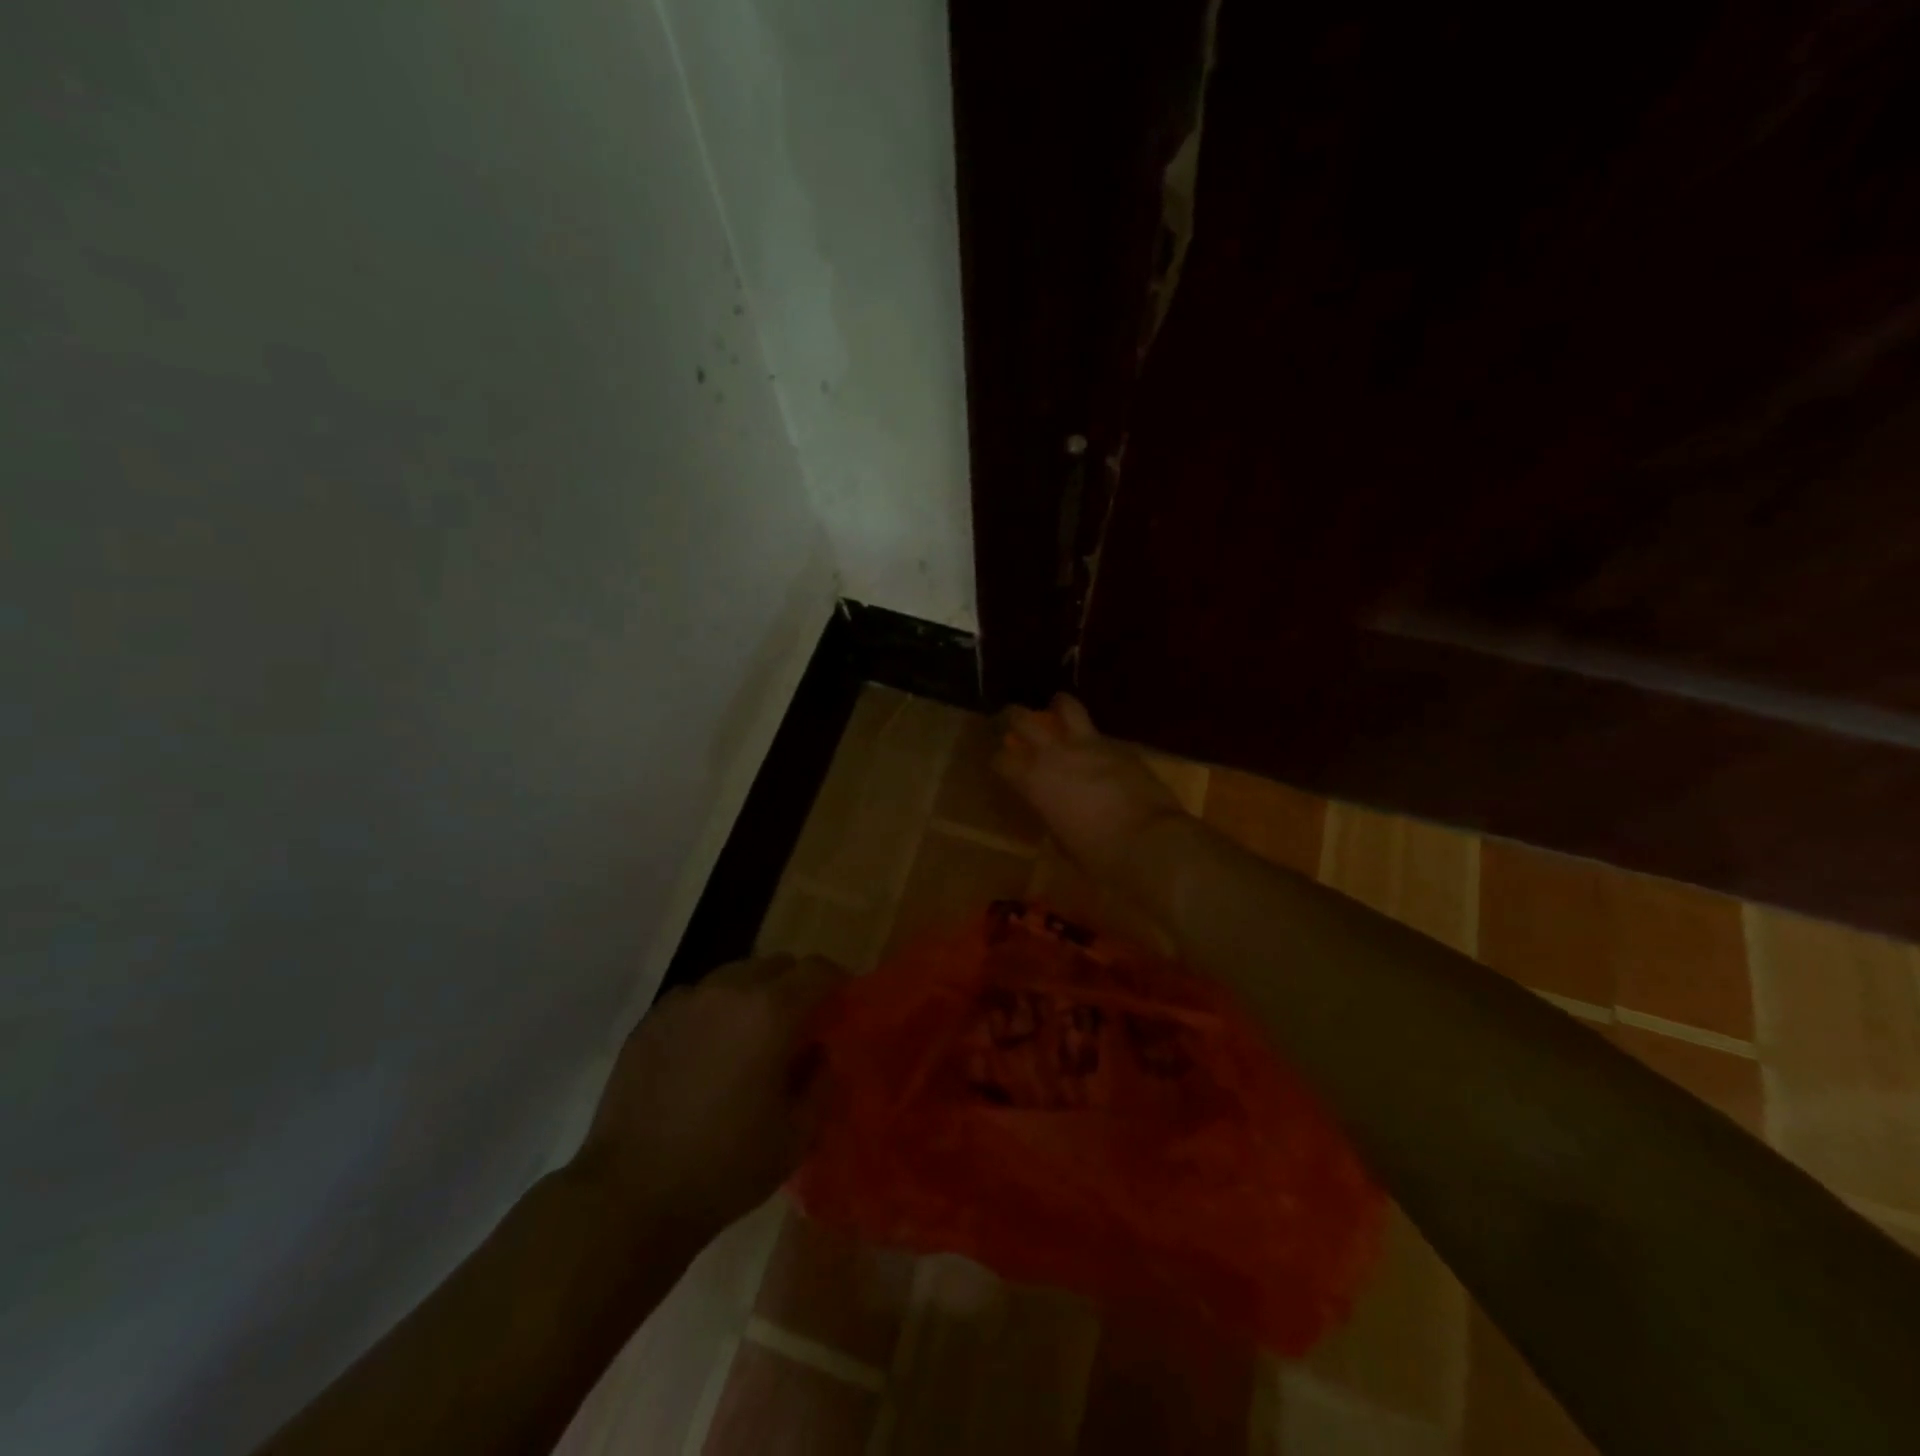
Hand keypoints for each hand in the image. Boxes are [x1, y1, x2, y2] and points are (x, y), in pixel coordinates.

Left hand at [573, 954, 847, 1235]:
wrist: (630, 1195)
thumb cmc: (725, 1167)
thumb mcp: (797, 1135)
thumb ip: (822, 1082)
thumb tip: (821, 1053)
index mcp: (771, 1012)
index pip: (818, 971)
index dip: (837, 982)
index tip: (842, 1003)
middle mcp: (729, 991)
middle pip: (776, 965)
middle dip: (795, 986)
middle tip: (799, 1024)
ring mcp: (685, 1001)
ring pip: (734, 976)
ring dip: (753, 994)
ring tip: (750, 1036)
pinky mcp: (651, 1020)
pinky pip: (696, 997)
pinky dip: (713, 1011)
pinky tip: (707, 1051)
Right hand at [992, 693, 1187, 882]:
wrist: (1150, 841)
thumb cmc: (1099, 854)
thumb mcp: (1063, 840)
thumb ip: (1052, 814)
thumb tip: (1054, 807)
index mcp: (1035, 780)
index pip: (1002, 760)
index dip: (1000, 762)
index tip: (1003, 767)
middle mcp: (1056, 754)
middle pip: (1022, 719)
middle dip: (1014, 718)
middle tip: (1015, 723)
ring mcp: (1090, 745)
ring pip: (1066, 707)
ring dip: (1059, 707)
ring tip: (1058, 710)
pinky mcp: (1121, 747)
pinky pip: (1100, 735)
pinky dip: (1093, 740)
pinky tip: (1098, 752)